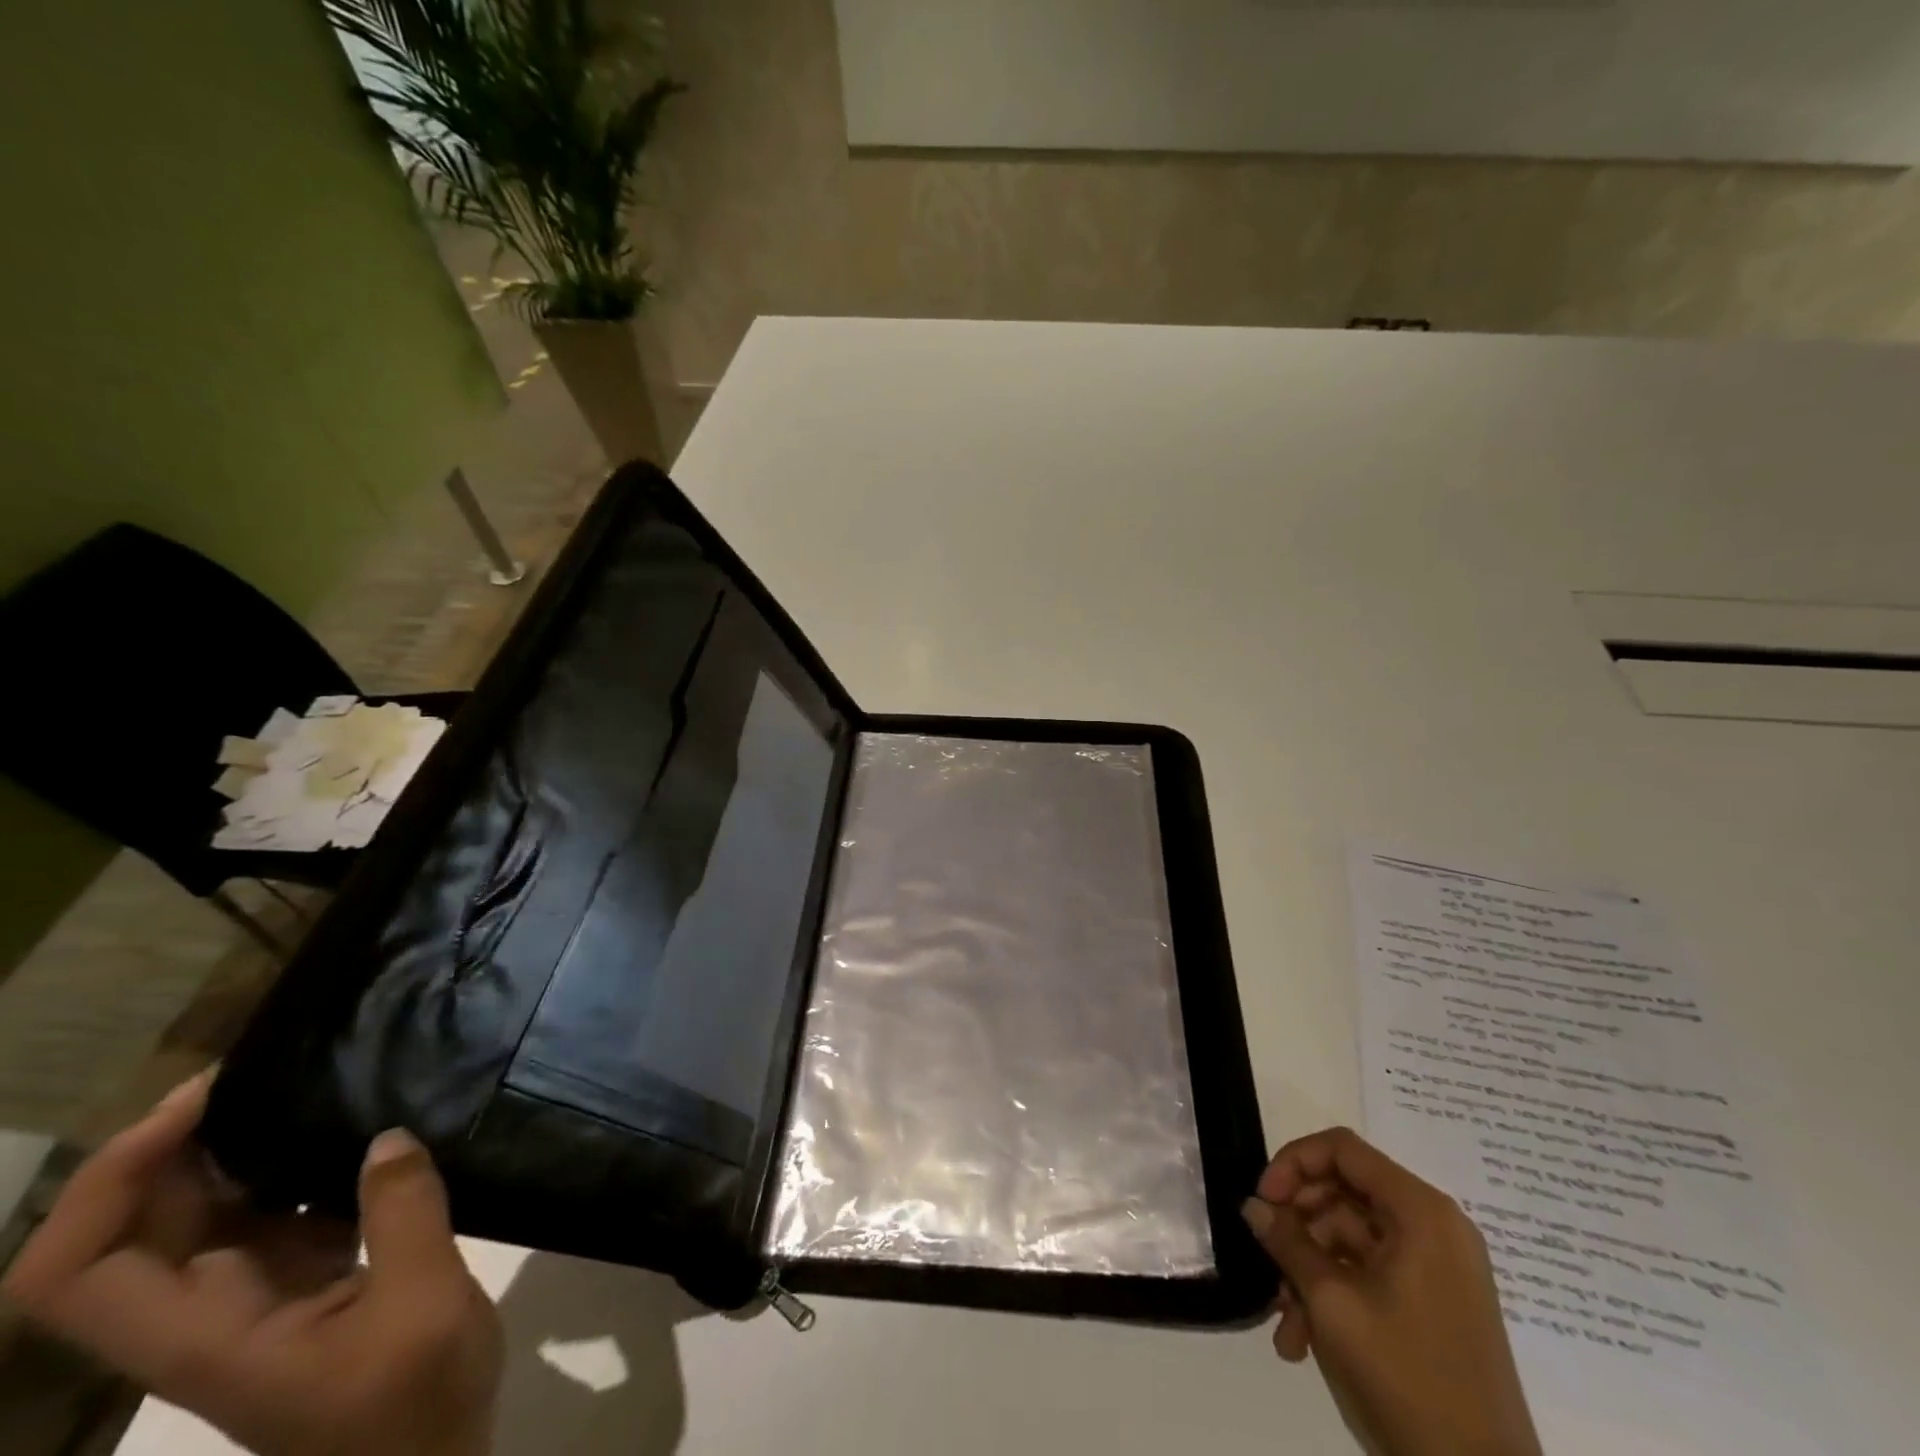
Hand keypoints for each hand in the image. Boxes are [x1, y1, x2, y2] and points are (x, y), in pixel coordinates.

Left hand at [2, 1072, 501, 1455]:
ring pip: (208, 1215)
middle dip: (178, 1141)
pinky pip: (276, 1213)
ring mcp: (258, 1299)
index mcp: (203, 1334)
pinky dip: (297, 1165)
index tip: (201, 1101)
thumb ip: (403, 1217)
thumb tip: (386, 1136)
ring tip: (309, 1080)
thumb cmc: (412, 1407)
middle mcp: (207, 1313)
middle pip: (138, 1227)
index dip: (109, 1181)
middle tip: (262, 1065)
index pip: (78, 1271)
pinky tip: (358, 1127)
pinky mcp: (307, 1285)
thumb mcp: (422, 1308)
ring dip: (238, 1147)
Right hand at [1242, 1127, 1540, 1455]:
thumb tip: (1253, 1205)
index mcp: (1421, 1212)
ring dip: (1308, 1268)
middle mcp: (1433, 1228)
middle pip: (1344, 1190)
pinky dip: (1332, 1294)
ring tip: (1283, 1321)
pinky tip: (1301, 1339)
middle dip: (1297, 1224)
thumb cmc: (1407, 1379)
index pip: (1342, 1150)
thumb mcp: (1332, 1303)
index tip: (1263, 1201)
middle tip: (1266, 1255)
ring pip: (1349, 1237)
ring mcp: (1436, 1268)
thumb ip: (1288, 1242)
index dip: (1293, 1163)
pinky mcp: (1433, 1303)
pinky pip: (1369, 1273)